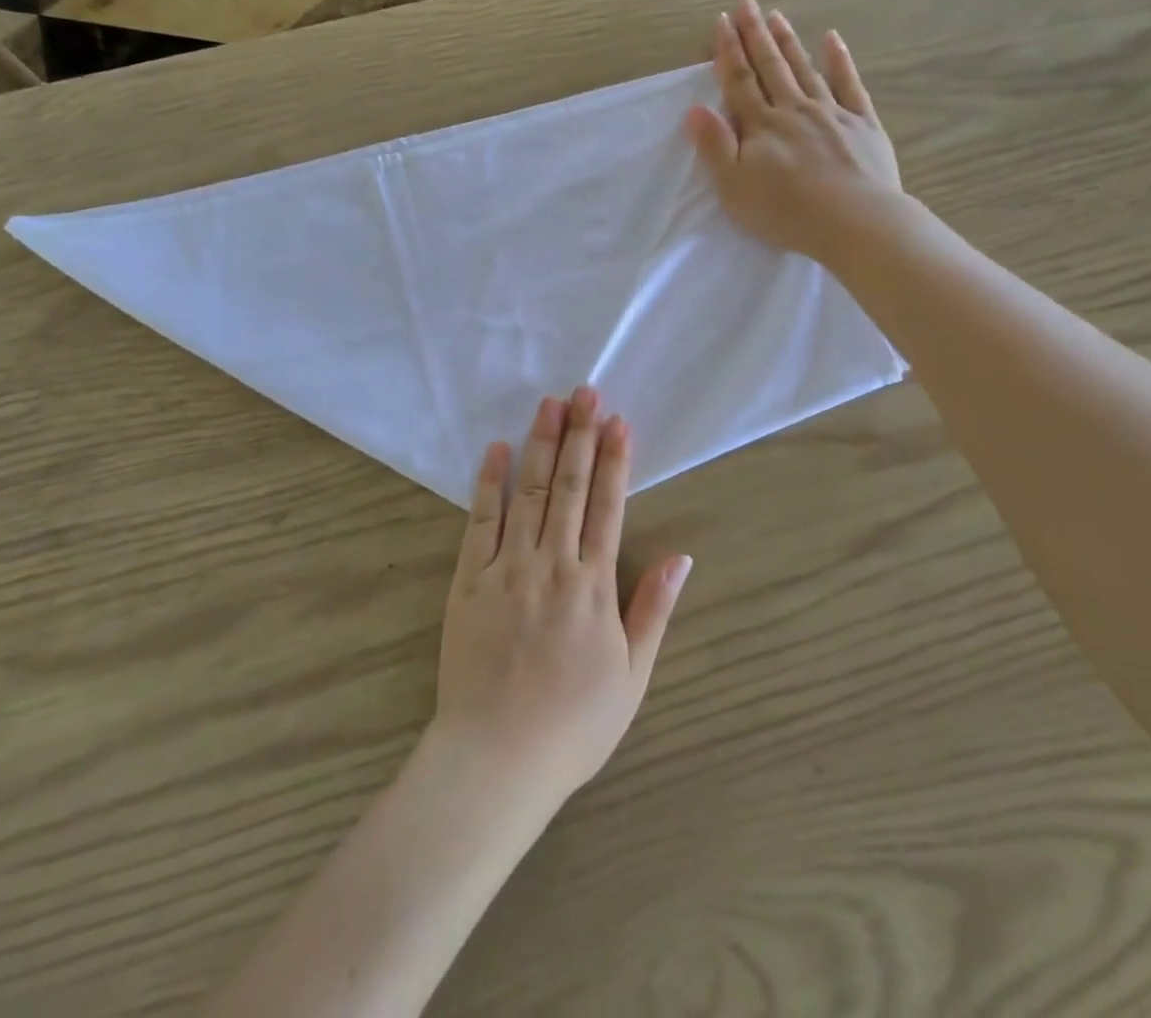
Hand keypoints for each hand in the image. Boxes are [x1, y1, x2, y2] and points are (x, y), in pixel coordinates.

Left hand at [431, 388, 691, 811]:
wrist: (497, 759)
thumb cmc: (572, 725)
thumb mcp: (632, 677)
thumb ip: (653, 611)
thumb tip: (682, 557)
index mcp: (593, 586)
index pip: (607, 506)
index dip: (614, 460)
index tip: (617, 420)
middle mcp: (553, 564)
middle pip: (568, 487)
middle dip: (579, 435)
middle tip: (584, 391)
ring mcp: (508, 568)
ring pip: (528, 492)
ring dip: (540, 444)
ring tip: (549, 404)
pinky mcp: (469, 580)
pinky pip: (480, 522)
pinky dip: (489, 483)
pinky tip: (496, 449)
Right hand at [685, 0, 905, 263]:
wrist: (854, 221)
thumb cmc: (786, 211)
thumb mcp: (734, 187)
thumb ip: (715, 146)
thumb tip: (695, 109)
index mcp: (761, 126)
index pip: (739, 81)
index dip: (728, 51)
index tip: (721, 21)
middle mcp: (793, 109)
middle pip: (770, 66)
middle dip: (755, 33)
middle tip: (747, 1)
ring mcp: (831, 113)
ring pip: (804, 69)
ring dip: (788, 41)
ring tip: (777, 15)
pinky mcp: (862, 124)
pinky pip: (849, 84)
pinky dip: (839, 60)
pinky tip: (832, 39)